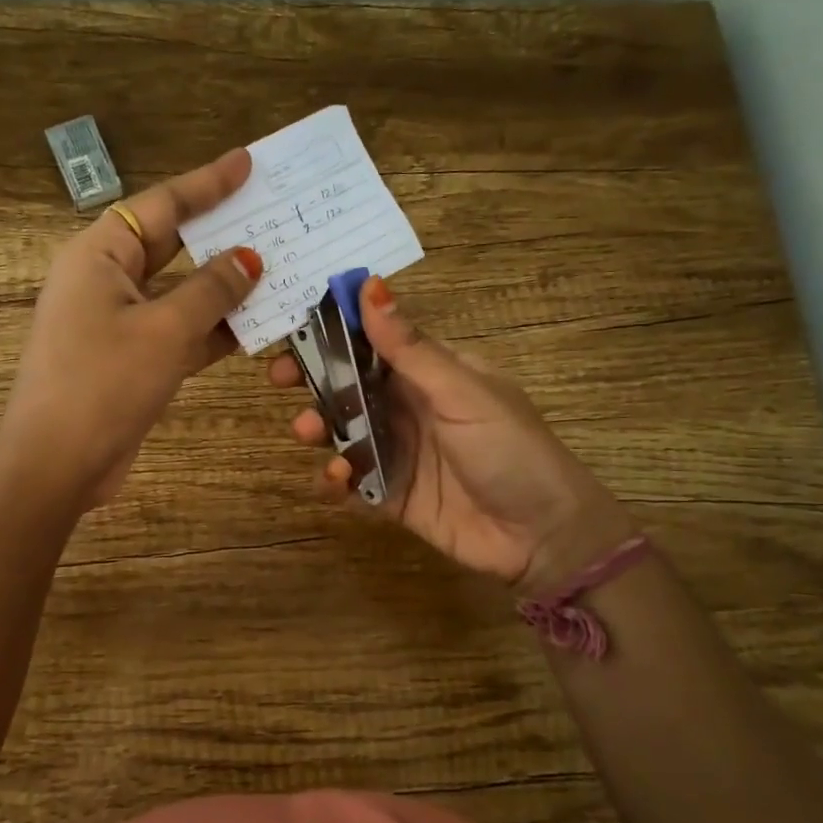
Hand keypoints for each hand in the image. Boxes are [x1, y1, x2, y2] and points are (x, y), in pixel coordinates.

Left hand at [0, 148, 263, 508]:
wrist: (56, 464)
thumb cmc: (103, 383)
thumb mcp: (164, 330)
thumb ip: (211, 290)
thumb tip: (249, 259)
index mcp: (99, 254)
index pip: (160, 205)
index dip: (207, 184)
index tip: (248, 163)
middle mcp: (106, 280)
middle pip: (171, 245)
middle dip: (221, 233)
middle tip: (273, 213)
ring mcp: (118, 323)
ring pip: (180, 292)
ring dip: (225, 287)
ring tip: (280, 267)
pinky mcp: (131, 360)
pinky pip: (179, 332)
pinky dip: (214, 329)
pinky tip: (259, 325)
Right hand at [267, 275, 634, 591]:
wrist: (542, 536)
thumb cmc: (510, 450)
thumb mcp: (462, 393)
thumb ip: (411, 348)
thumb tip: (369, 286)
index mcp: (431, 373)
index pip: (373, 341)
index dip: (333, 331)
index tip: (293, 326)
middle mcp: (409, 407)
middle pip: (349, 385)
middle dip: (313, 380)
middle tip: (279, 379)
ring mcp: (399, 451)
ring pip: (343, 431)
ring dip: (320, 428)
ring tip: (307, 432)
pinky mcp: (391, 494)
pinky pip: (351, 481)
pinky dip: (335, 479)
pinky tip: (337, 480)